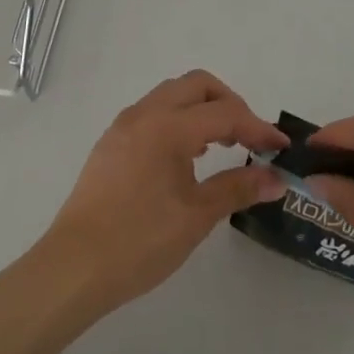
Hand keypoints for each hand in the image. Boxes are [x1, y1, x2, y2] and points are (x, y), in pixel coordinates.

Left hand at [43, 71, 287, 311]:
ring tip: (221, 145)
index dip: (257, 128)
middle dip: (229, 103)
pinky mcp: (112, 142)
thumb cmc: (139, 241)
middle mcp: (145, 113)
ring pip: (173, 95)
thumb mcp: (196, 216)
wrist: (73, 268)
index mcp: (168, 126)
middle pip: (197, 85)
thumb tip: (277, 179)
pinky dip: (179, 119)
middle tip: (248, 137)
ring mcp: (124, 125)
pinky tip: (187, 156)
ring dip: (202, 109)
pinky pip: (154, 112)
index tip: (280, 148)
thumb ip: (238, 188)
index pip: (225, 113)